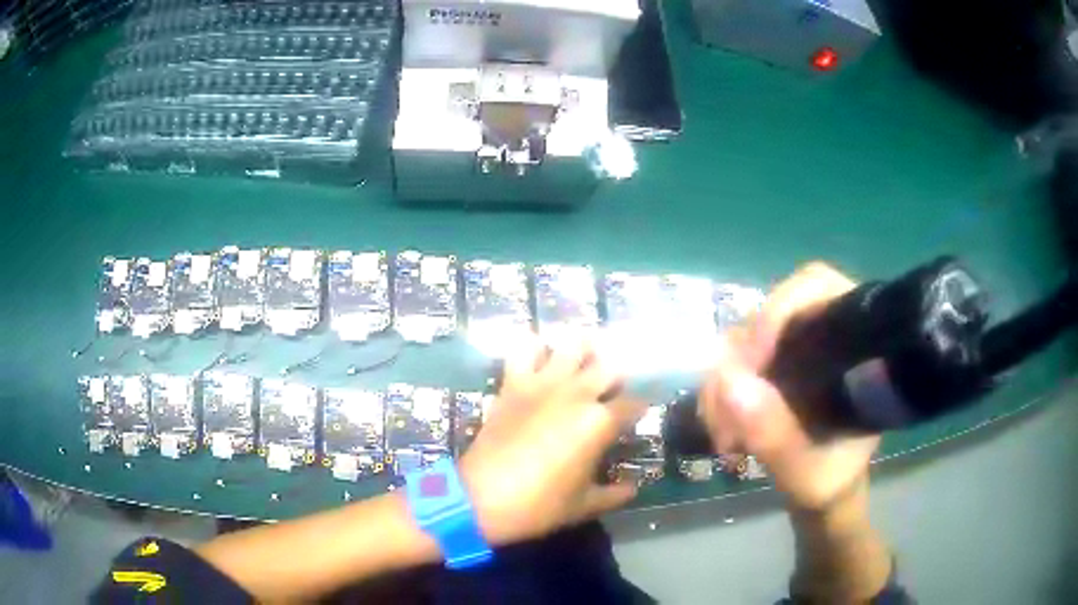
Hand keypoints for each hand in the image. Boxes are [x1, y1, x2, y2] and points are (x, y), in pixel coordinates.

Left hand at [460, 337, 645, 545]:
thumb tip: (634, 488)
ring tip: (583, 365)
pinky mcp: (513, 383)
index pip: (634, 403)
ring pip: (573, 345)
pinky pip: (524, 350)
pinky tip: (540, 360)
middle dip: (617, 377)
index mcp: (600, 422)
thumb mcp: (584, 506)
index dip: (639, 409)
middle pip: (610, 366)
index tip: (636, 416)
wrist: (480, 498)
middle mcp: (577, 393)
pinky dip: (535, 349)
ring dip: (583, 351)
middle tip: (611, 393)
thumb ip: (615, 494)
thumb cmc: (538, 505)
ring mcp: (543, 383)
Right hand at [699, 263, 879, 511]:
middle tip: (726, 419)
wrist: (826, 491)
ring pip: (742, 339)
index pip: (817, 287)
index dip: (778, 309)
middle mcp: (823, 333)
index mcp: (854, 343)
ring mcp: (793, 348)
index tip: (751, 361)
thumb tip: (729, 383)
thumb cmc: (833, 478)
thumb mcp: (807, 470)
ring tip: (724, 437)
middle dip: (740, 364)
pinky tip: (722, 429)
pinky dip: (719, 394)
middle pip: (768, 314)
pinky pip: (731, 364)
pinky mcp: (771, 366)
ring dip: (723, 385)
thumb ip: (775, 433)